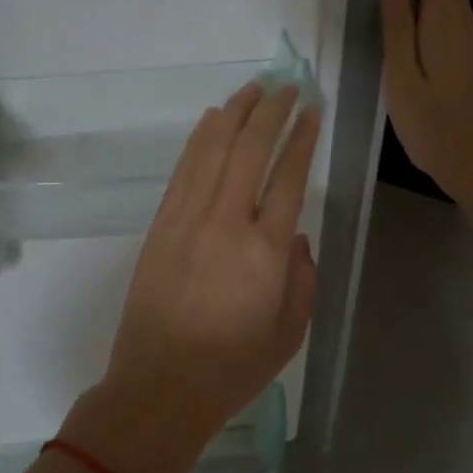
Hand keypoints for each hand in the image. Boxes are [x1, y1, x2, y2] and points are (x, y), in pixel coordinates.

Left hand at [58, 84, 320, 472]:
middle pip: (250, 150)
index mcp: (265, 251)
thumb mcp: (290, 333)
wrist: (159, 387)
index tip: (313, 108)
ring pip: (213, 150)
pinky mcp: (160, 225)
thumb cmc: (231, 368)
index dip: (302, 137)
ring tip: (253, 88)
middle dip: (271, 111)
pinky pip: (183, 170)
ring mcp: (187, 220)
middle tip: (288, 85)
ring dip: (234, 114)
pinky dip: (200, 139)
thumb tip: (296, 237)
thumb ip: (303, 278)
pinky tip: (212, 120)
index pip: (288, 176)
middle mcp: (225, 223)